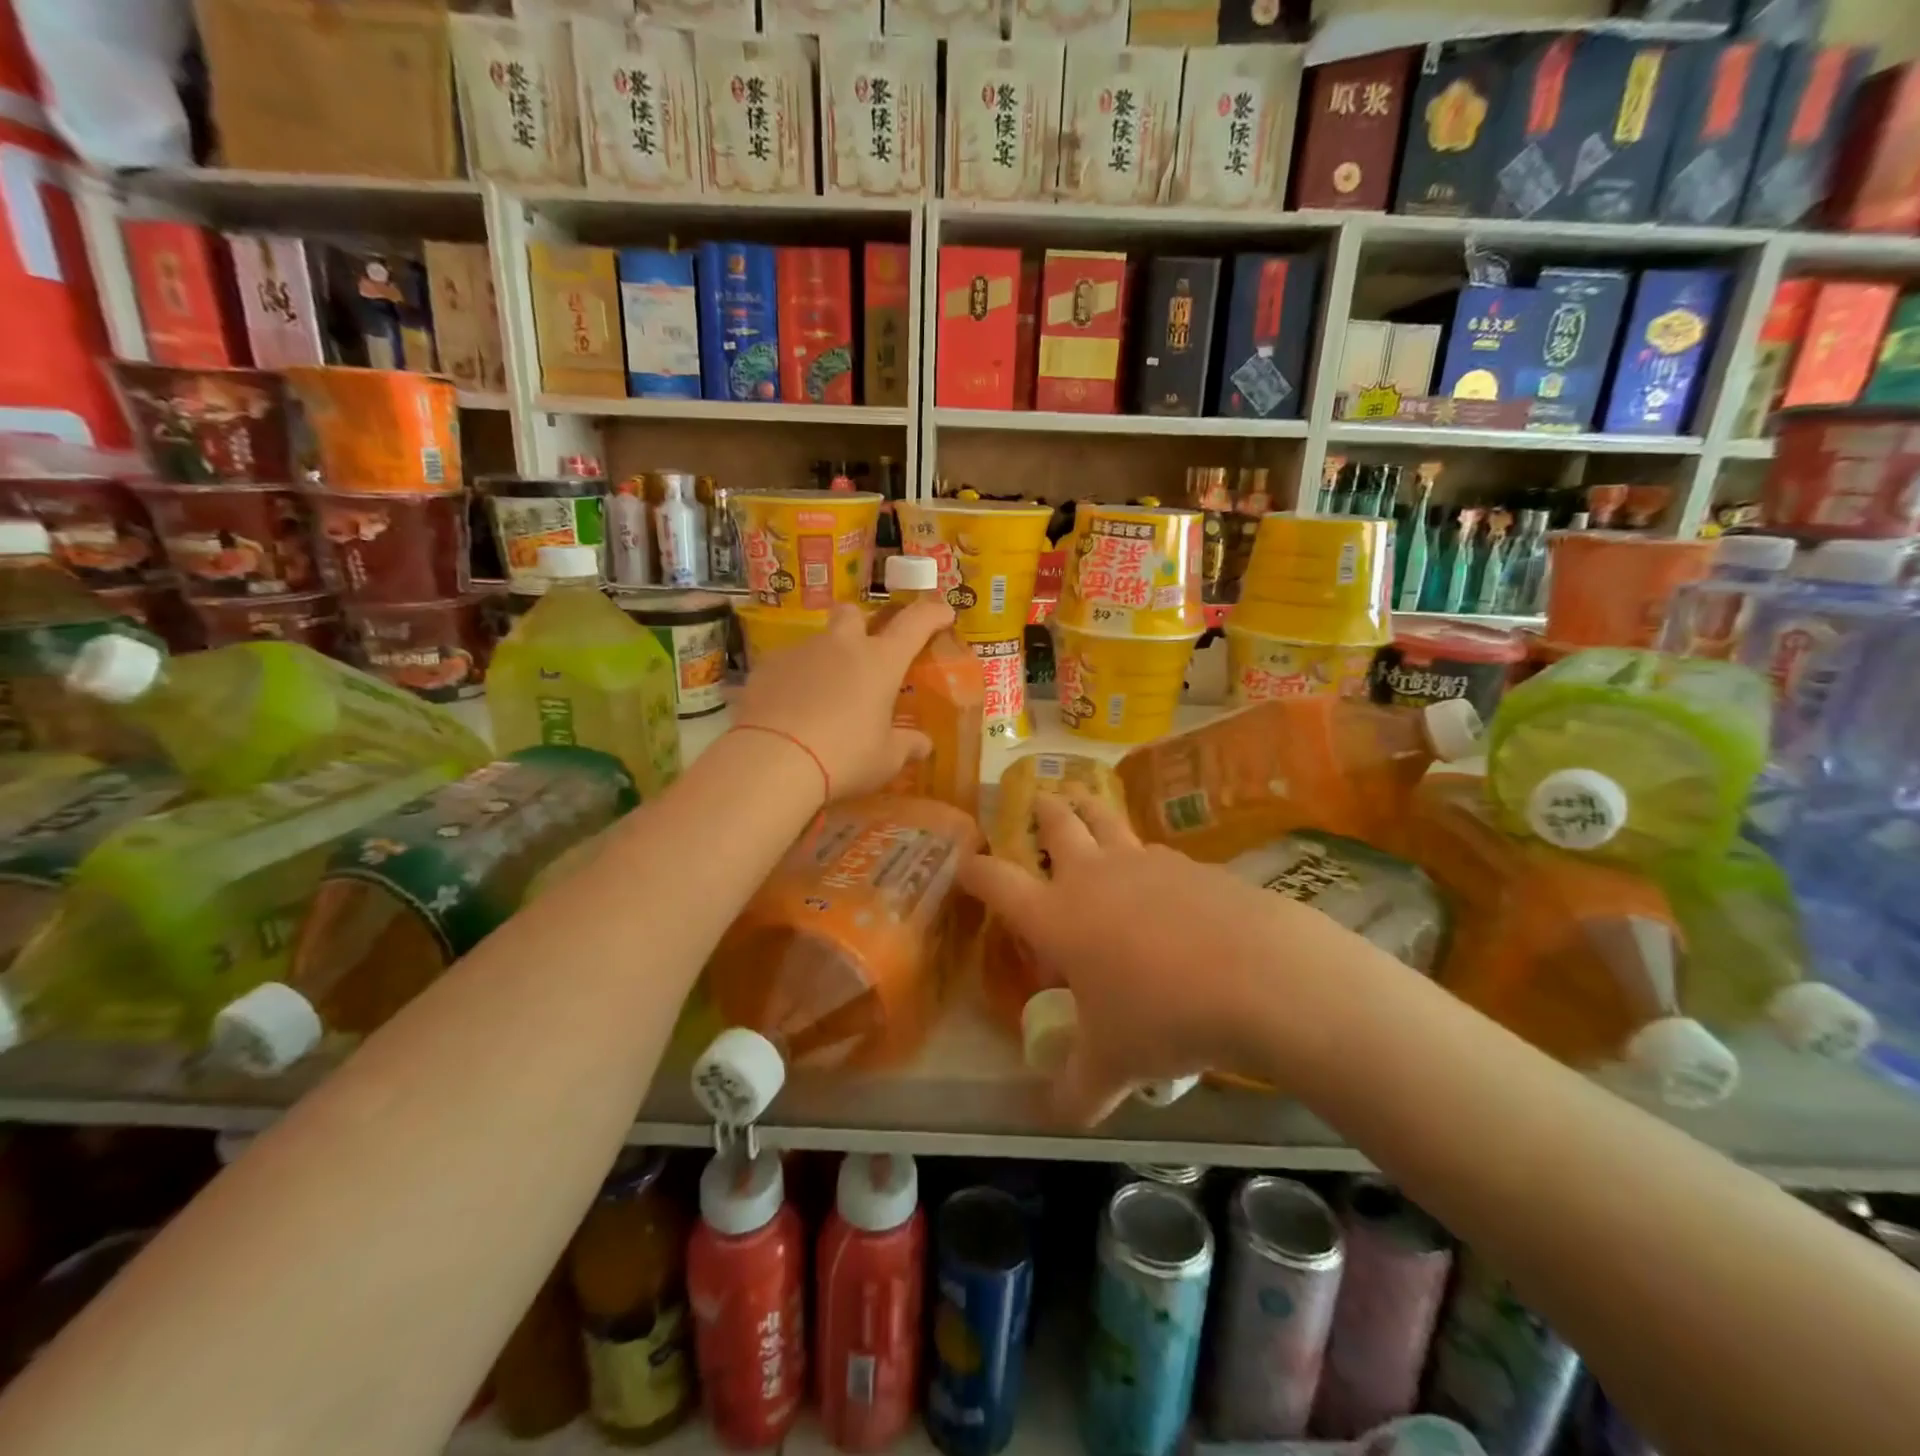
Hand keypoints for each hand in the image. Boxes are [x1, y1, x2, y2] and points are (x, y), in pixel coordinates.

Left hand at [731, 599, 953, 801]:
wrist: (772, 761)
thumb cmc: (844, 757)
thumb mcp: (885, 760)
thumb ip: (907, 746)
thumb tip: (923, 744)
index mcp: (880, 661)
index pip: (915, 623)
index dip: (932, 614)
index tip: (943, 613)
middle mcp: (841, 646)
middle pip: (853, 613)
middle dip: (860, 625)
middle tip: (864, 654)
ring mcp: (800, 653)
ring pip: (817, 643)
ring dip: (825, 661)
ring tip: (823, 699)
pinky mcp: (765, 669)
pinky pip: (786, 667)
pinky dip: (794, 682)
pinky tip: (791, 711)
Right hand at [960, 791, 1319, 1123]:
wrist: (1259, 977)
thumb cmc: (1163, 1017)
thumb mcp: (1113, 1064)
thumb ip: (1077, 1091)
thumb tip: (1057, 1119)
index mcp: (1056, 915)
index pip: (997, 882)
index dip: (975, 871)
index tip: (964, 864)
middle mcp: (1093, 877)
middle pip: (1058, 824)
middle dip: (1042, 810)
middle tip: (1038, 800)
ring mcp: (1145, 864)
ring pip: (1107, 818)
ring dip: (1090, 808)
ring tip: (1084, 800)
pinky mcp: (1191, 865)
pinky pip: (1156, 851)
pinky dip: (1144, 853)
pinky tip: (1157, 873)